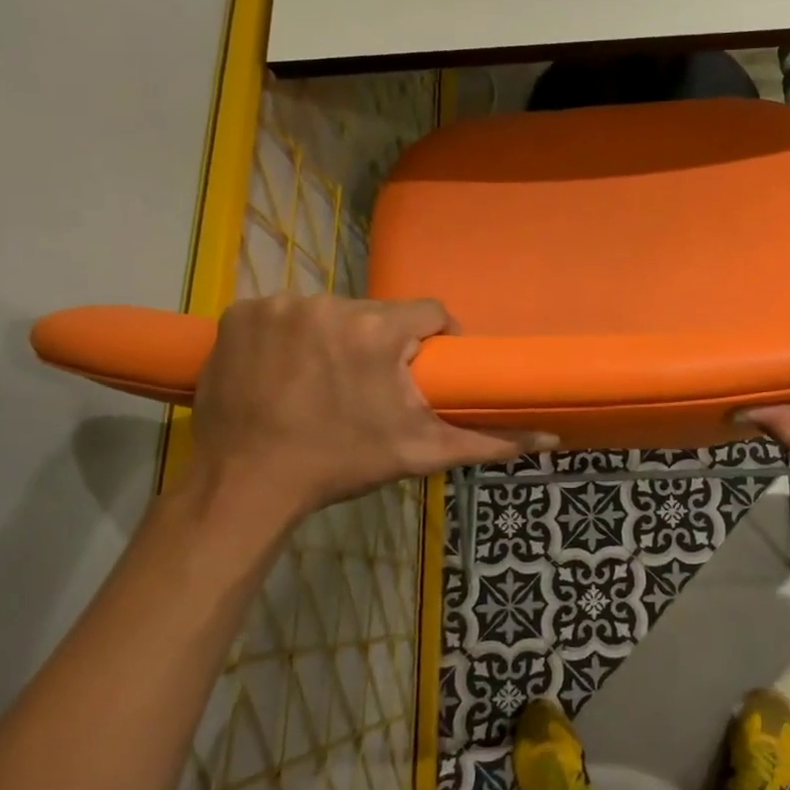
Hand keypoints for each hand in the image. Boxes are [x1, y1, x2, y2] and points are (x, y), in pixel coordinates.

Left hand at [185, 294, 551, 525]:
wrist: (246, 485)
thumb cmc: (341, 464)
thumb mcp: (421, 452)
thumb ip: (489, 440)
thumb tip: (551, 438)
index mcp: (377, 329)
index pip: (428, 312)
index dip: (433, 339)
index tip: (421, 369)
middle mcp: (328, 304)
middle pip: (376, 314)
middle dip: (380, 344)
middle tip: (370, 387)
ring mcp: (278, 306)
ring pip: (330, 313)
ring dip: (334, 339)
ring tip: (324, 382)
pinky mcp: (238, 314)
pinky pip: (281, 315)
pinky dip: (287, 337)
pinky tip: (283, 371)